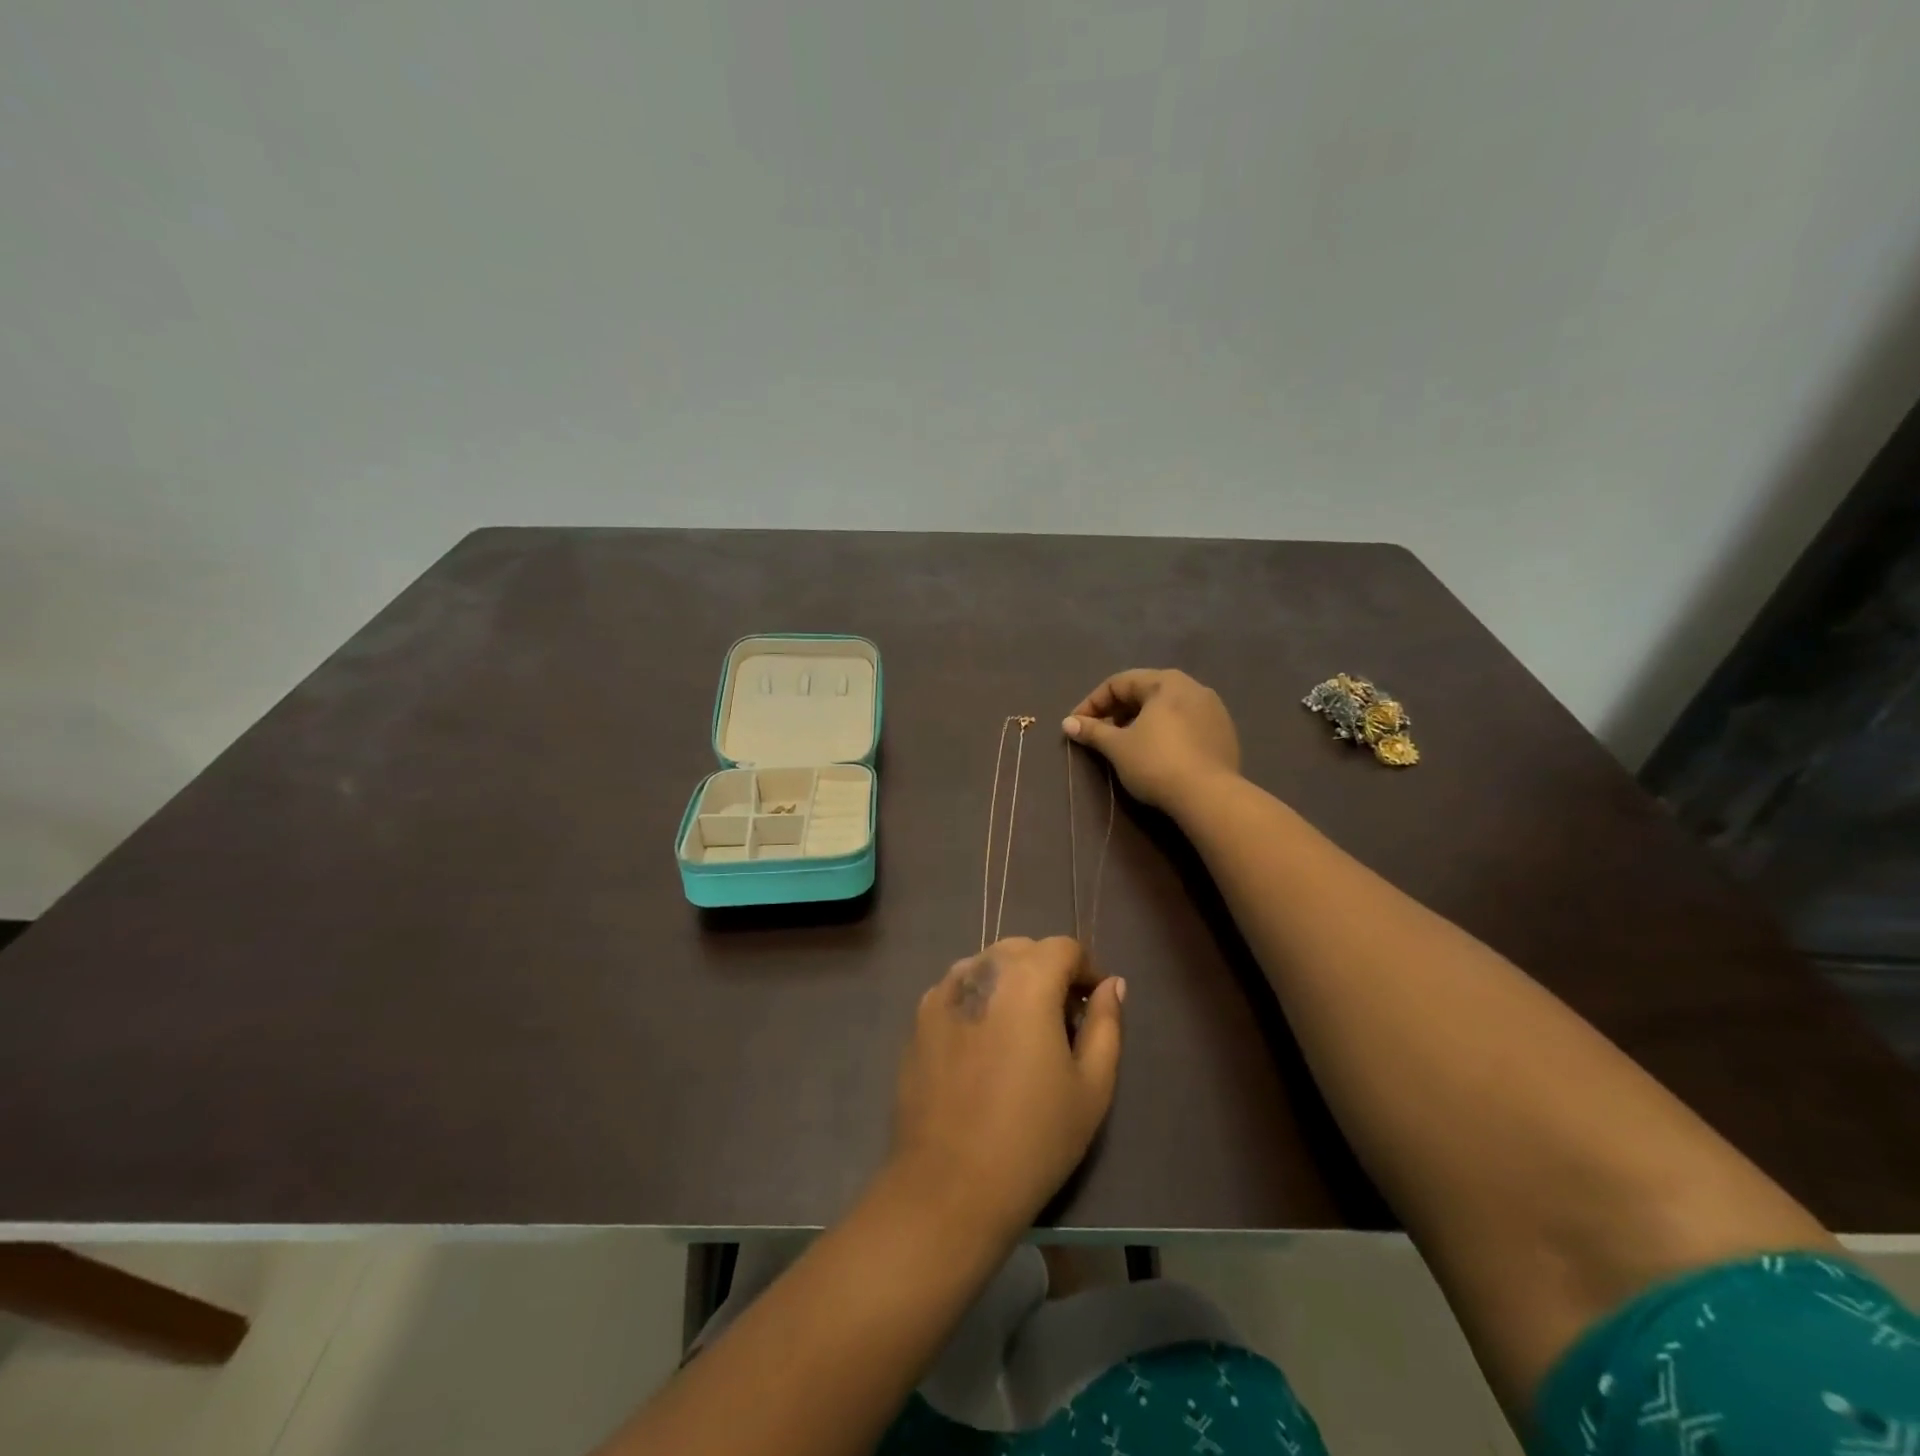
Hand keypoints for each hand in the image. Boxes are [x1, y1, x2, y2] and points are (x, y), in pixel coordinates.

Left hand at [890, 937, 1123, 1236]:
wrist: (949, 1185)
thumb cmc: (1034, 1138)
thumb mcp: (1092, 1086)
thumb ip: (1106, 1024)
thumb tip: (1111, 985)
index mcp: (1026, 979)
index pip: (1064, 948)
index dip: (1086, 969)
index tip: (1093, 1005)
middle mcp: (980, 970)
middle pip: (1023, 950)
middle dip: (1048, 971)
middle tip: (1061, 1020)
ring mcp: (942, 991)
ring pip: (987, 964)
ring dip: (1011, 981)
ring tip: (1021, 1031)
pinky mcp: (919, 1017)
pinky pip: (958, 988)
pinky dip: (979, 998)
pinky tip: (984, 1045)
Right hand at [1063, 668, 1240, 811]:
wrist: (1209, 797)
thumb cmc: (1156, 763)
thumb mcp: (1117, 747)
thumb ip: (1092, 731)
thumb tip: (1068, 723)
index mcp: (1166, 682)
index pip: (1118, 683)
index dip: (1092, 703)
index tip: (1076, 726)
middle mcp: (1193, 687)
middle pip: (1144, 692)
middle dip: (1116, 712)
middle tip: (1099, 734)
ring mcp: (1214, 710)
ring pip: (1166, 709)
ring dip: (1140, 722)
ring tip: (1125, 745)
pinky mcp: (1224, 734)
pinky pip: (1185, 725)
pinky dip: (1165, 733)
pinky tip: (1156, 754)